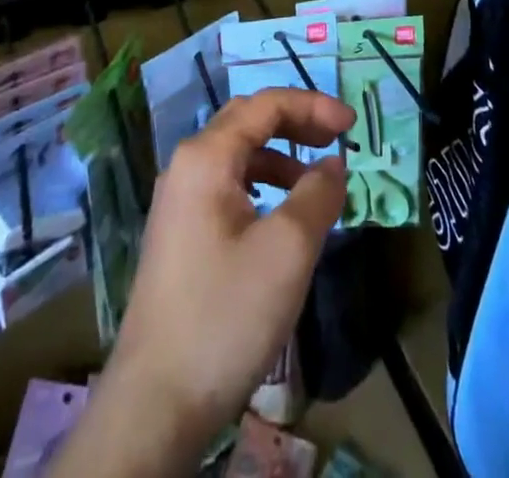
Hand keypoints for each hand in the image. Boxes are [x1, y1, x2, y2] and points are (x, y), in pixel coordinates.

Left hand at [101, 89, 355, 444]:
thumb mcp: (288, 249)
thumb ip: (318, 194)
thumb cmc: (226, 313)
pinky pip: (227, 187)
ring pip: (237, 156)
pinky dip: (262, 186)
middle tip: (337, 141)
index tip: (352, 125)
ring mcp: (178, 201)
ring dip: (281, 157)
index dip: (312, 105)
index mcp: (206, 156)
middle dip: (296, 124)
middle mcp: (186, 166)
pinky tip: (282, 216)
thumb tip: (333, 165)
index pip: (265, 105)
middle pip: (248, 122)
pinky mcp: (179, 234)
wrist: (156, 402)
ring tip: (317, 182)